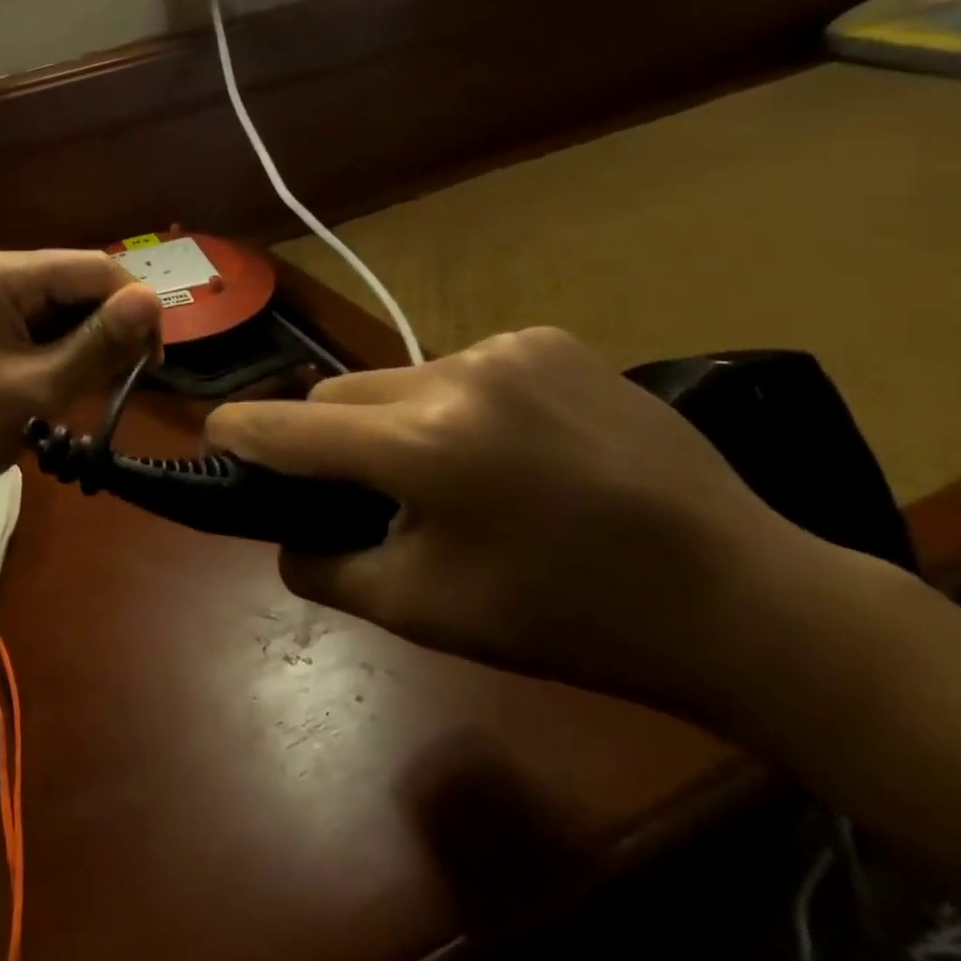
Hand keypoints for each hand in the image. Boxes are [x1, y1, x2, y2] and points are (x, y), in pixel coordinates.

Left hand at [0, 250, 161, 508]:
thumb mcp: (35, 390)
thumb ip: (98, 344)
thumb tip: (154, 299)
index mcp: (2, 274)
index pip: (95, 267)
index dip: (135, 309)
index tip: (151, 366)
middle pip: (72, 285)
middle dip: (103, 332)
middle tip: (112, 390)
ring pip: (51, 310)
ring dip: (76, 348)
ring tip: (76, 398)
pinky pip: (24, 328)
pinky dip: (47, 357)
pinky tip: (47, 393)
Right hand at [206, 328, 818, 708]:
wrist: (742, 598)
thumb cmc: (569, 621)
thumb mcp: (425, 612)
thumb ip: (326, 567)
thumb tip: (280, 537)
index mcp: (422, 448)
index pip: (285, 426)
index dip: (237, 434)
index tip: (218, 442)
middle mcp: (454, 376)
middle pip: (335, 394)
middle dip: (327, 438)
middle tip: (361, 488)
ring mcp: (506, 347)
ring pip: (394, 379)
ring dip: (392, 421)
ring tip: (450, 472)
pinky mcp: (548, 338)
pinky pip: (457, 366)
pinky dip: (453, 404)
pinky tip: (508, 444)